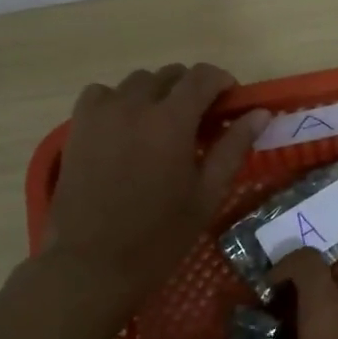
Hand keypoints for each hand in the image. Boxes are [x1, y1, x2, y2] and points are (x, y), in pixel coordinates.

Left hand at [47, 64, 266, 308]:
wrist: (91, 263)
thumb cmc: (159, 236)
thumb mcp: (206, 195)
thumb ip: (233, 148)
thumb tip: (260, 114)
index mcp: (172, 120)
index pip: (202, 76)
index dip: (222, 81)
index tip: (230, 102)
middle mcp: (135, 105)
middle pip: (170, 75)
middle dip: (190, 89)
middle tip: (199, 123)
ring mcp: (101, 113)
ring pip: (136, 82)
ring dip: (156, 94)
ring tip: (161, 127)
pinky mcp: (77, 126)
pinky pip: (102, 94)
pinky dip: (119, 101)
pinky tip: (124, 129)